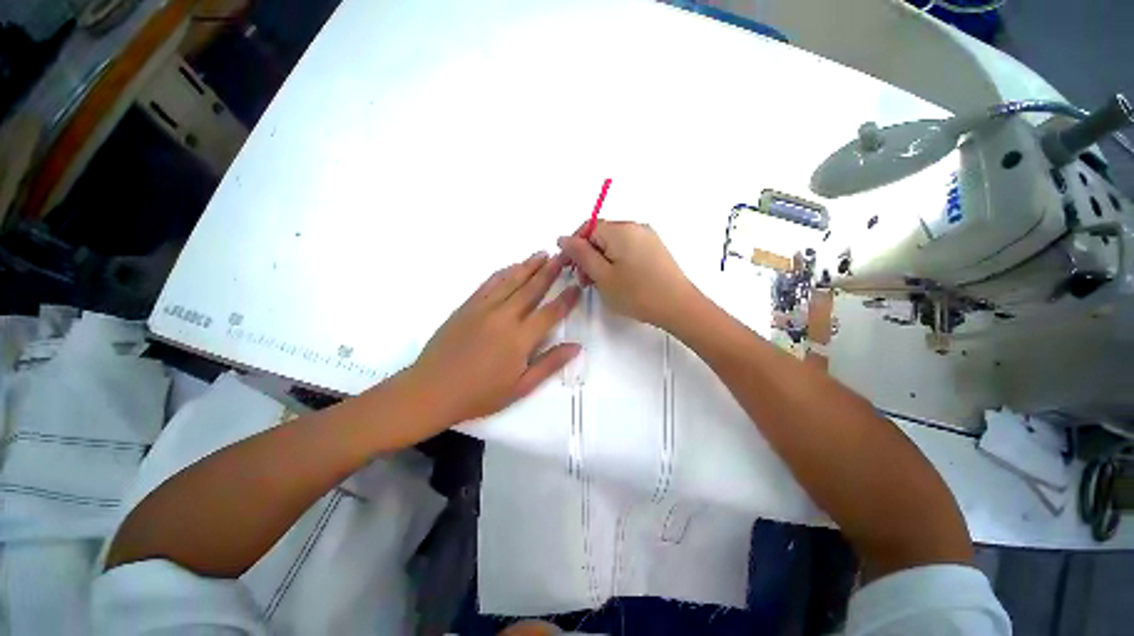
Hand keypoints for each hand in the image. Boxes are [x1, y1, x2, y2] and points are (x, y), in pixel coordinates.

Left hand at [411, 251, 580, 424]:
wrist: (431, 391)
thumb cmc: (479, 394)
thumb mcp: (521, 387)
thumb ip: (550, 364)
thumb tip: (576, 347)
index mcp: (520, 338)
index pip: (550, 312)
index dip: (566, 299)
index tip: (578, 286)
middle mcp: (504, 317)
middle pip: (532, 289)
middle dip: (550, 271)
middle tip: (563, 256)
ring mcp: (483, 308)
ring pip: (510, 280)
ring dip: (528, 266)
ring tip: (542, 254)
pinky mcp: (467, 306)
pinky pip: (489, 283)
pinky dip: (503, 272)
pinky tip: (512, 267)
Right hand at [557, 221, 696, 328]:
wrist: (679, 307)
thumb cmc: (637, 293)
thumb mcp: (602, 276)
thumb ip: (580, 254)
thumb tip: (563, 238)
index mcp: (620, 230)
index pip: (587, 228)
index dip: (573, 247)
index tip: (567, 268)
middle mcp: (635, 227)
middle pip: (600, 235)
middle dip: (587, 255)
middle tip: (584, 281)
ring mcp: (647, 237)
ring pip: (613, 243)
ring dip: (600, 260)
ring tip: (599, 283)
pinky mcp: (654, 249)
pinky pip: (627, 249)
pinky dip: (615, 261)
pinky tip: (616, 280)